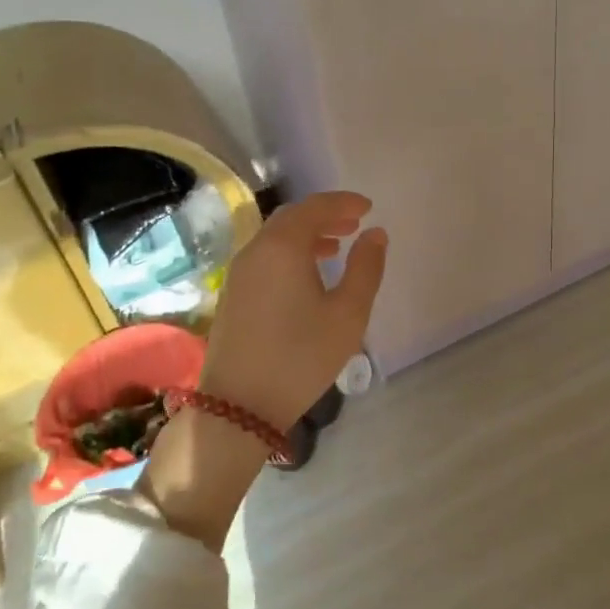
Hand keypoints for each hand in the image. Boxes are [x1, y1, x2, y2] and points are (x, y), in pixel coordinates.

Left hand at [144, 191, 387, 549]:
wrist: (239, 406)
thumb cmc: (301, 356)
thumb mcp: (348, 314)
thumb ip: (365, 268)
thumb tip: (375, 234)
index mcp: (283, 246)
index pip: (315, 207)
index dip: (343, 202)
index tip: (368, 208)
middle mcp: (256, 250)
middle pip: (292, 218)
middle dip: (325, 216)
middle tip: (354, 224)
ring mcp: (240, 272)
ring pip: (276, 237)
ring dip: (307, 235)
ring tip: (336, 248)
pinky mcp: (233, 294)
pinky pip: (265, 256)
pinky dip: (290, 252)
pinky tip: (308, 276)